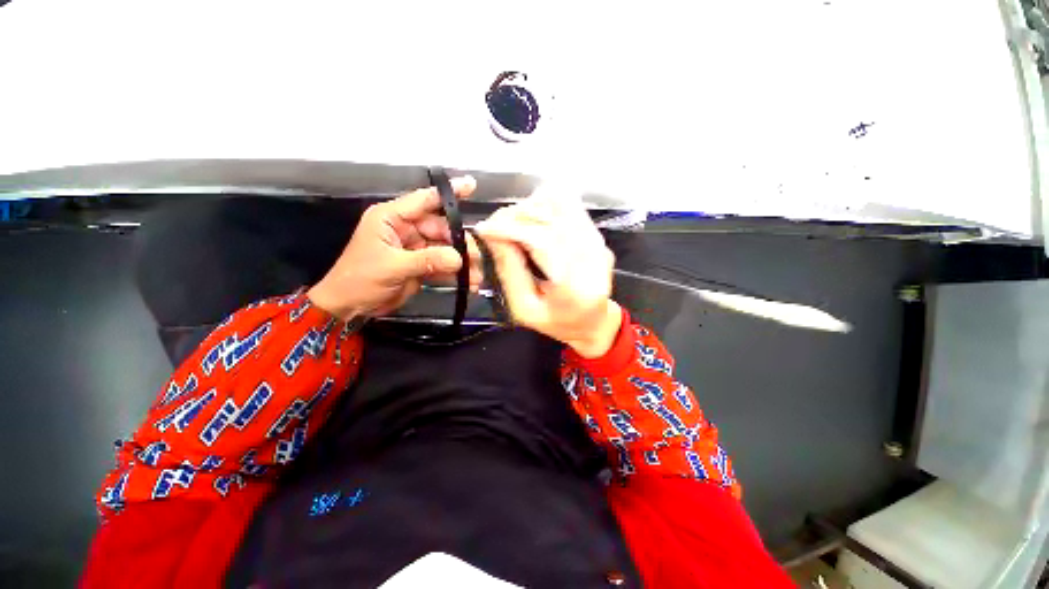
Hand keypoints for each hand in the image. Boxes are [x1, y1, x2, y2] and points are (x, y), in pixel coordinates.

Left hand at [308, 176, 479, 319]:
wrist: (349, 307)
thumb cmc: (360, 279)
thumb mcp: (392, 266)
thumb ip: (427, 260)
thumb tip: (459, 259)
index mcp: (392, 218)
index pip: (424, 200)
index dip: (449, 193)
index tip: (472, 185)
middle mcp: (405, 229)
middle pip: (441, 228)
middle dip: (460, 242)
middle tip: (479, 256)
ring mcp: (414, 248)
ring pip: (444, 249)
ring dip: (461, 262)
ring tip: (478, 274)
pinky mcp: (420, 265)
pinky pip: (442, 265)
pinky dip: (455, 274)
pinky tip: (470, 283)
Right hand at [476, 188, 621, 357]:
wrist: (592, 321)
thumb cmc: (556, 322)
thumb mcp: (523, 307)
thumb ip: (509, 272)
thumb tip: (493, 236)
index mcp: (574, 288)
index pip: (543, 241)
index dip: (510, 229)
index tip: (485, 229)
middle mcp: (592, 260)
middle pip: (551, 219)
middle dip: (515, 217)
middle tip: (492, 226)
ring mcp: (598, 243)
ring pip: (560, 206)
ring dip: (528, 209)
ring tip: (509, 224)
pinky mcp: (597, 234)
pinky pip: (569, 205)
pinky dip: (544, 205)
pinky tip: (530, 218)